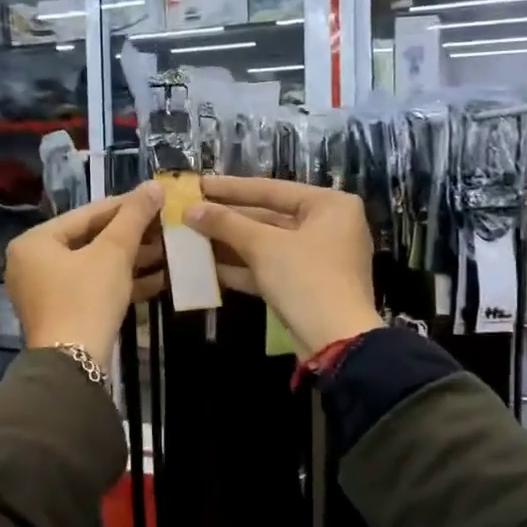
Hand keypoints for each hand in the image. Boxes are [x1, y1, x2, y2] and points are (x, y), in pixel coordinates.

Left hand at [6, 183, 163, 362]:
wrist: (74, 365)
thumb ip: (134, 216)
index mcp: (35, 242)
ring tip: (170, 250)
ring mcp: (47, 291)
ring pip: (96, 265)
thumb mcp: (113, 253)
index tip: (156, 199)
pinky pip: (95, 287)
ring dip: (133, 259)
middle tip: (166, 225)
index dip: (125, 205)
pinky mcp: (64, 313)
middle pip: (91, 239)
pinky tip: (160, 278)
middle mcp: (34, 263)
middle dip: (132, 236)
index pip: (87, 214)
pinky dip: (123, 282)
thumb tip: (154, 185)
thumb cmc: (87, 298)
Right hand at [186, 176, 382, 358]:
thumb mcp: (264, 246)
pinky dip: (242, 267)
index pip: (271, 189)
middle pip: (269, 216)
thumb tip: (190, 210)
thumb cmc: (306, 279)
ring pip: (267, 244)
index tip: (198, 184)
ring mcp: (318, 258)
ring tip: (191, 237)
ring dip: (230, 243)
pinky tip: (206, 267)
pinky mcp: (307, 286)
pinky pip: (270, 268)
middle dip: (228, 219)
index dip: (230, 188)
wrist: (336, 342)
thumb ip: (226, 224)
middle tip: (190, 212)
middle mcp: (328, 226)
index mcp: (330, 205)